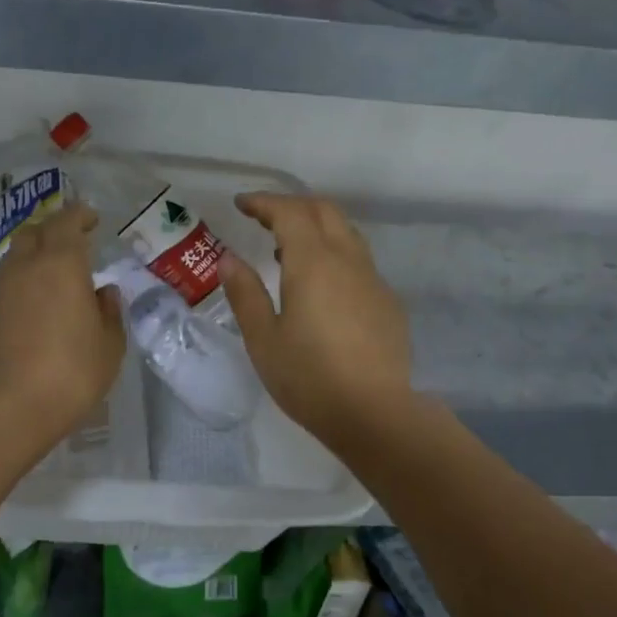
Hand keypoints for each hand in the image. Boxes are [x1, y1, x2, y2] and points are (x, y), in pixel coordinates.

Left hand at [0, 203, 125, 452]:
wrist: (14, 406)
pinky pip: (6, 285)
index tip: (92, 218)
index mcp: (62, 264)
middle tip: (73, 241)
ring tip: (52, 271)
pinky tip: (36, 304)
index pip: (67, 222)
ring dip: (33, 254)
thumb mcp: (110, 344)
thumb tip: (103, 293)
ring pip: (14, 256)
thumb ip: (109, 312)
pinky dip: (22, 283)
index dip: (80, 215)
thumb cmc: (74, 371)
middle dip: (53, 229)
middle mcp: (27, 268)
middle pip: (34, 232)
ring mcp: (1, 291)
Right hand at [218, 192, 414, 448]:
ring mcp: (373, 279)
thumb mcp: (263, 339)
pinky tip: (322, 286)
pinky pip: (359, 261)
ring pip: (346, 233)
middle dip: (292, 205)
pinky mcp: (388, 301)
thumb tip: (228, 259)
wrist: (374, 413)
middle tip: (264, 218)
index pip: (289, 212)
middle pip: (324, 211)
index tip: (242, 204)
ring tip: (287, 251)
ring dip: (316, 227)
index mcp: (313, 263)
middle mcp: (348, 260)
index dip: (264, 202)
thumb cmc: (309, 378)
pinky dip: (335, 254)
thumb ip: (245, 293)